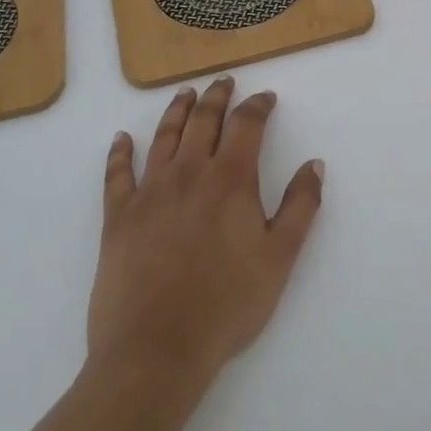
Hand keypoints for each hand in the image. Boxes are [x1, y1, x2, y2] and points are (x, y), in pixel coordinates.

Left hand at [87, 77, 324, 393]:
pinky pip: (117, 174)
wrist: (157, 349)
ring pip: (164, 136)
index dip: (257, 106)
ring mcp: (149, 192)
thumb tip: (314, 164)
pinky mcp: (118, 216)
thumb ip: (301, 206)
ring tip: (185, 93)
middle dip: (217, 97)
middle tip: (223, 81)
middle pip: (204, 120)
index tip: (265, 97)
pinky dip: (119, 153)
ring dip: (176, 110)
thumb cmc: (227, 304)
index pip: (246, 125)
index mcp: (230, 179)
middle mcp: (189, 172)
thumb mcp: (280, 258)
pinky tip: (120, 139)